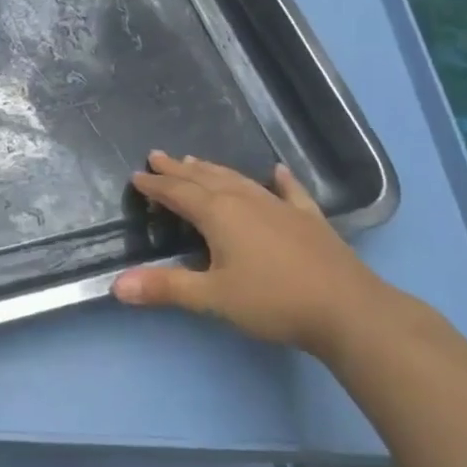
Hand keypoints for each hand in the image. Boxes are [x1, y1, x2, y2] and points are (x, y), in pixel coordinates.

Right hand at [112, 151, 392, 355]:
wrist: (349, 310)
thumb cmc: (273, 301)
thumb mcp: (213, 298)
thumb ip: (166, 287)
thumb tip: (116, 285)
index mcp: (218, 214)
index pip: (178, 193)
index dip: (155, 185)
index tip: (137, 176)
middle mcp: (245, 201)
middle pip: (204, 179)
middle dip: (178, 170)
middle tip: (158, 156)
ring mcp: (280, 207)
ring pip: (238, 180)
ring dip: (213, 170)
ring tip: (196, 161)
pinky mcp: (309, 219)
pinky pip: (289, 191)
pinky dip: (280, 180)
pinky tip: (278, 170)